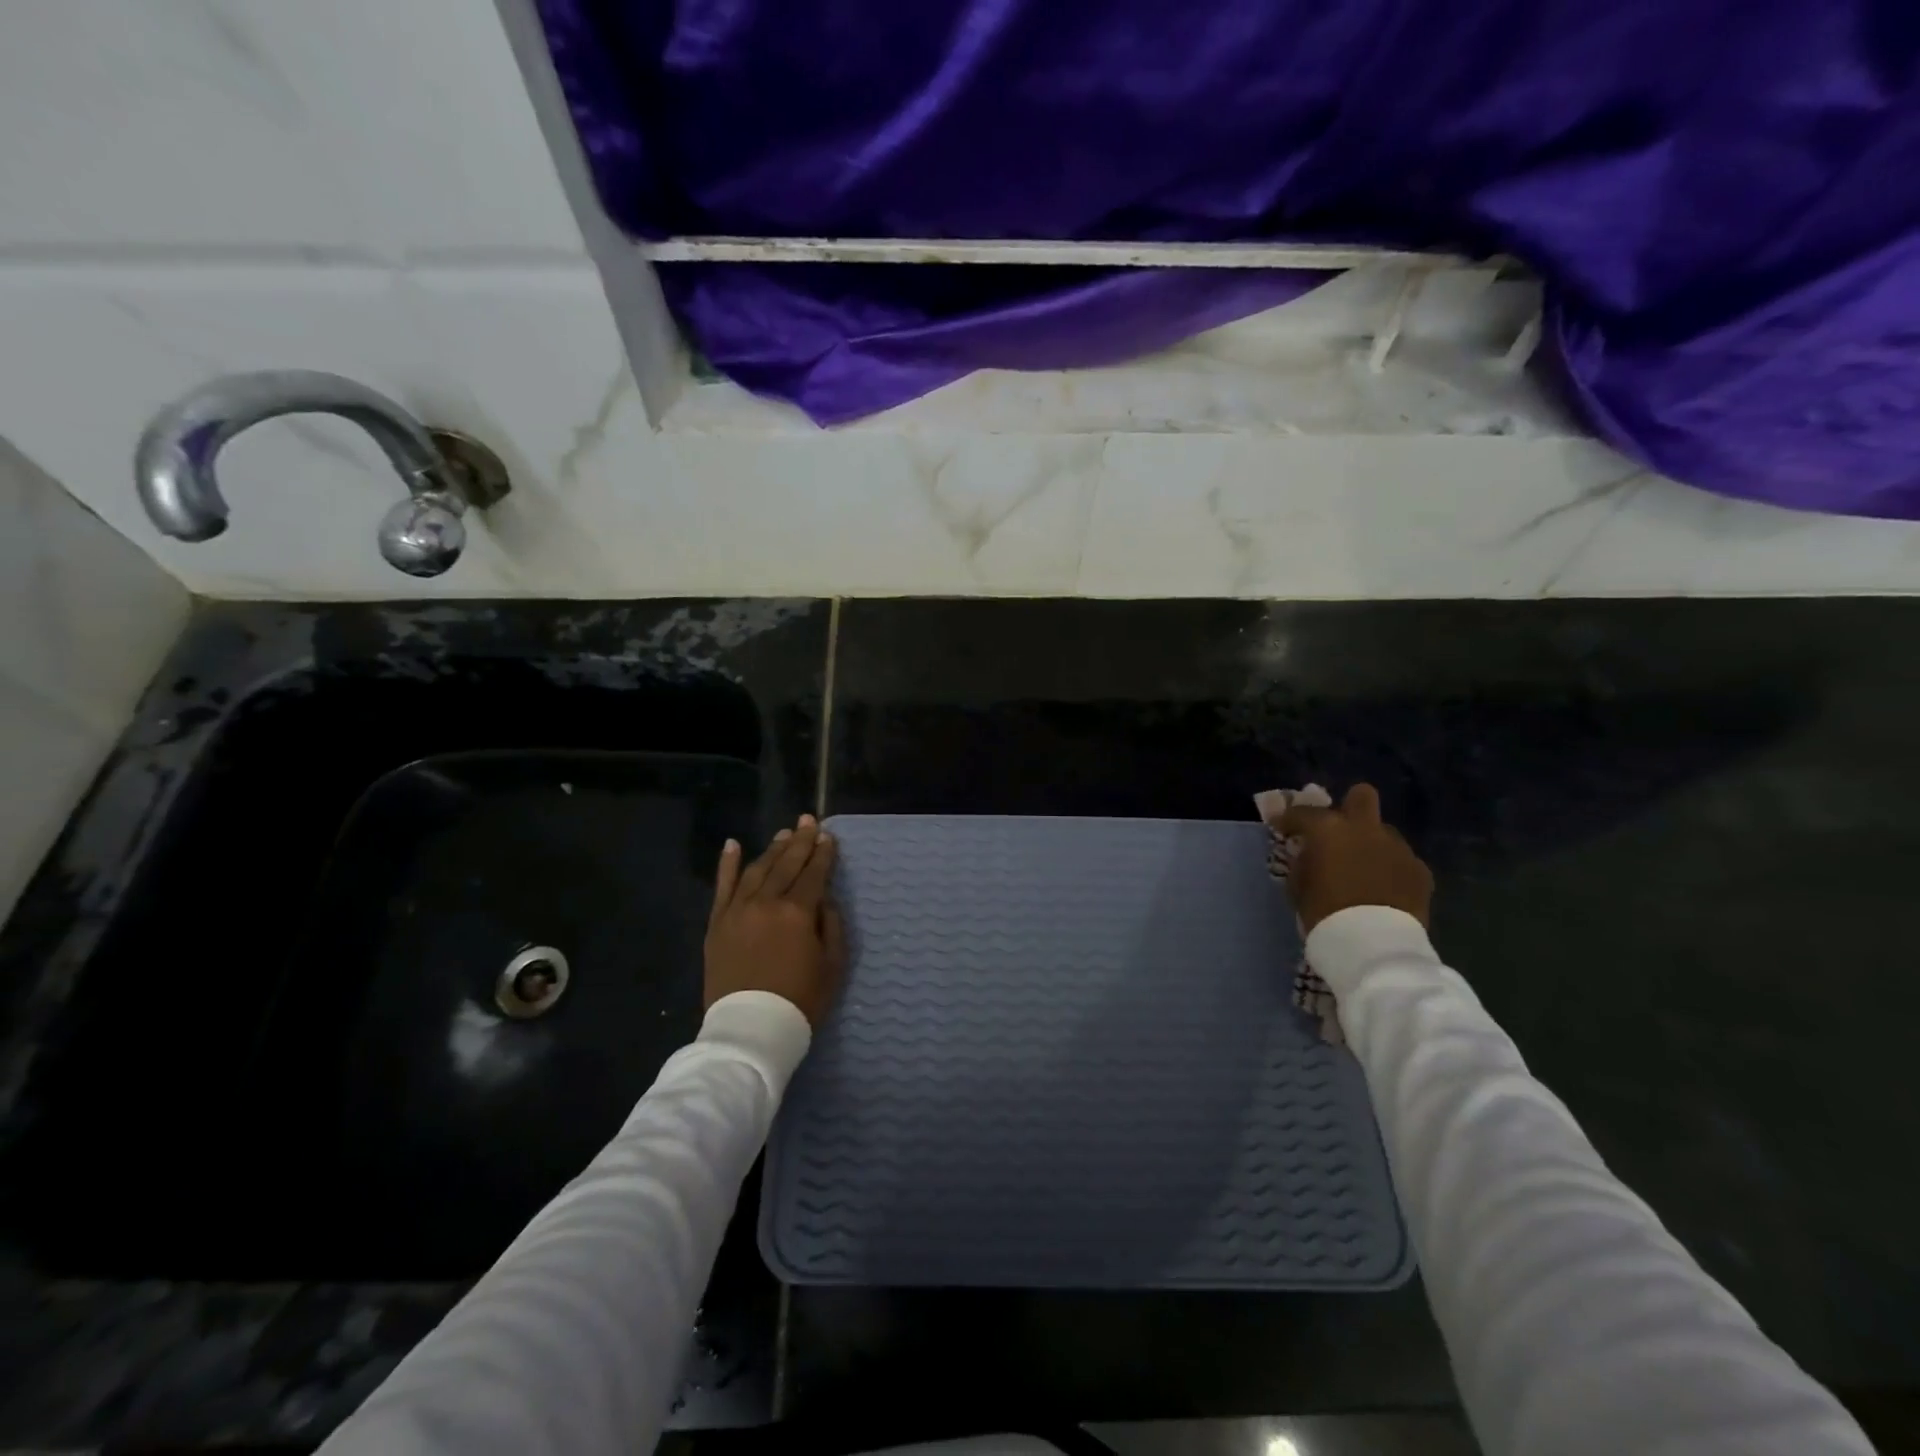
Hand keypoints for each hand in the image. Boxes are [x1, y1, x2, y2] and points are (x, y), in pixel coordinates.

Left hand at [704, 814, 845, 1025]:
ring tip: (783, 834)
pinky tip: (732, 844)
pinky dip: (727, 864)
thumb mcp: (832, 965)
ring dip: (772, 850)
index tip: (828, 836)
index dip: (823, 854)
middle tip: (808, 820)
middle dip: (800, 841)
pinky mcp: (717, 923)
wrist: (750, 1030)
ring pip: (757, 869)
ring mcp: (737, 910)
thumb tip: (823, 900)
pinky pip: (722, 887)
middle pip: (786, 864)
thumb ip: (832, 926)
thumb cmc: (800, 1000)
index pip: (814, 874)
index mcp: (797, 912)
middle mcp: (766, 902)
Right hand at [1278, 783, 1433, 933]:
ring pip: (1383, 832)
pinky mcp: (1420, 870)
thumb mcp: (1299, 885)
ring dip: (1370, 844)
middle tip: (1337, 831)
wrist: (1374, 944)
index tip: (1282, 829)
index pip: (1302, 812)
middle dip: (1349, 807)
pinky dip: (1390, 869)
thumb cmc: (1325, 912)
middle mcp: (1365, 828)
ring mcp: (1398, 847)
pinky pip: (1401, 860)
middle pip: (1362, 796)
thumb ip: (1303, 861)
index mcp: (1329, 828)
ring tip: (1362, 869)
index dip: (1288, 819)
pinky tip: (1383, 888)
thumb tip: (1308, 853)